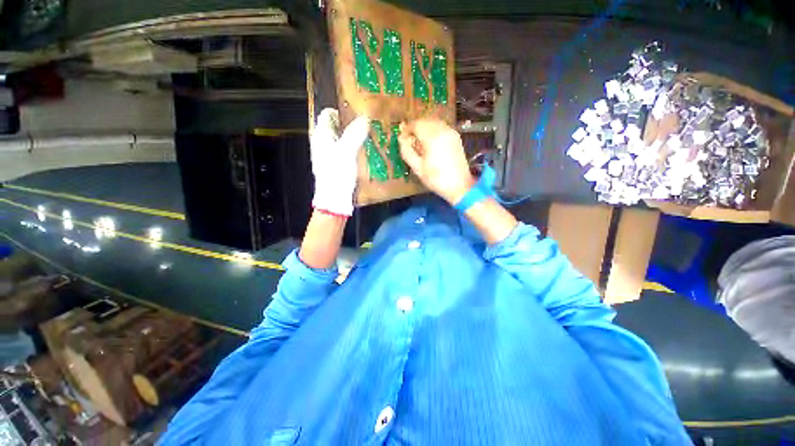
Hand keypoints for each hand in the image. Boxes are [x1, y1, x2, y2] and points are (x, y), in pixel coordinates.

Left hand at [310, 108, 368, 215]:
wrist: (334, 199)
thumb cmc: (337, 174)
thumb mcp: (346, 152)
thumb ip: (354, 134)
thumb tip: (364, 118)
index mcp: (321, 136)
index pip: (328, 114)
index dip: (342, 110)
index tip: (358, 111)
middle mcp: (324, 143)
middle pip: (337, 126)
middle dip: (351, 123)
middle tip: (368, 124)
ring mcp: (331, 155)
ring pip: (343, 139)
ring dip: (355, 137)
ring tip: (370, 136)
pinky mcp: (338, 165)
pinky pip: (347, 151)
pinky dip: (355, 148)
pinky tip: (366, 151)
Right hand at [398, 119, 473, 204]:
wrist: (459, 186)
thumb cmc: (436, 179)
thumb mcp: (417, 168)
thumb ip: (407, 151)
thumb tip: (401, 139)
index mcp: (432, 138)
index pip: (415, 124)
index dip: (406, 130)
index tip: (402, 140)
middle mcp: (443, 130)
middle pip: (425, 121)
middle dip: (415, 128)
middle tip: (409, 141)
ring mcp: (451, 132)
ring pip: (433, 122)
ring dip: (424, 128)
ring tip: (419, 143)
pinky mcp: (456, 137)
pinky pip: (441, 127)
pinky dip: (433, 130)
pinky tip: (430, 143)